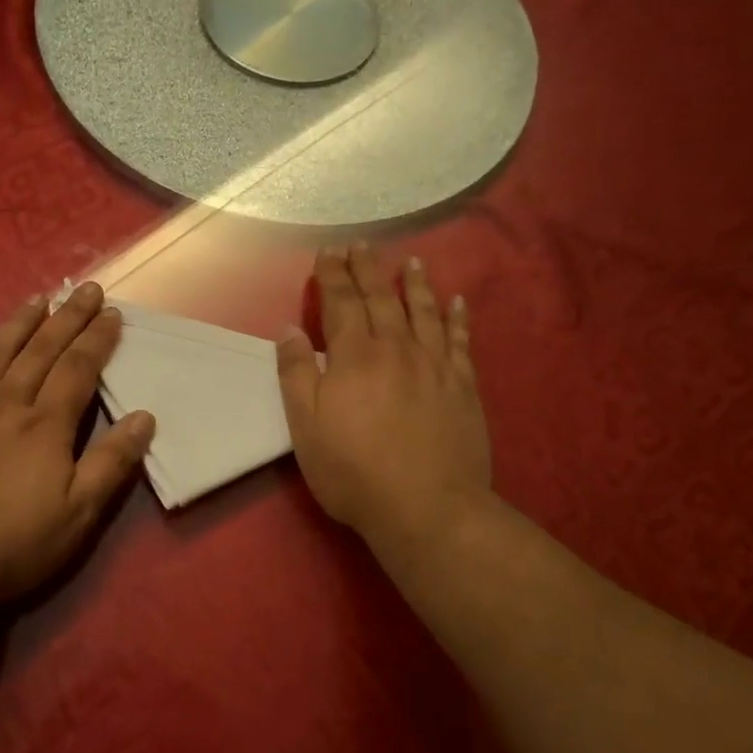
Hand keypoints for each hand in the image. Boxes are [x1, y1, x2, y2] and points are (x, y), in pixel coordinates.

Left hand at [0, 282, 154, 613]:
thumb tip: (144, 417)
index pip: (78, 370)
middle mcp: (6, 404)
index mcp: (45, 426)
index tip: (113, 314)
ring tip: (39, 298)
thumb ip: (110, 464)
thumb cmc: (10, 546)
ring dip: (20, 323)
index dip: (97, 340)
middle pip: (41, 351)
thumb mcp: (77, 515)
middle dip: (67, 318)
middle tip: (86, 289)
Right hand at [277, 243, 490, 550]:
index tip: (327, 252)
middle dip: (368, 269)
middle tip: (362, 245)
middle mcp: (396, 348)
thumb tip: (289, 329)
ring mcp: (435, 365)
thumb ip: (296, 374)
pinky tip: (458, 302)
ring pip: (424, 311)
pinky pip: (461, 341)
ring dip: (415, 283)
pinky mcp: (463, 386)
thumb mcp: (305, 427)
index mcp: (354, 356)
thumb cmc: (353, 471)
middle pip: (381, 298)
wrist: (426, 507)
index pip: (340, 303)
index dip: (332, 275)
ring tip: (412, 261)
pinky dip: (458, 318)